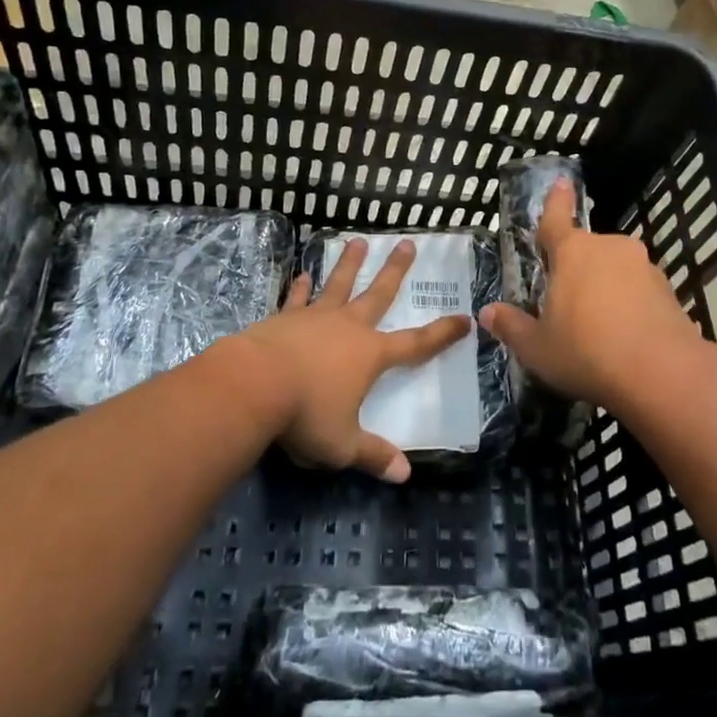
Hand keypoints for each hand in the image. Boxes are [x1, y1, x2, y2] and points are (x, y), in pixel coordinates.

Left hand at [234, 238, 470, 483]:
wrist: (253, 385)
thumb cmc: (305, 415)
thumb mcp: (343, 445)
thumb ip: (373, 455)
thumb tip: (404, 474)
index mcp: (370, 355)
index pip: (416, 344)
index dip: (442, 334)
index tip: (464, 319)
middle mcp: (348, 327)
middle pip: (378, 294)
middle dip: (395, 270)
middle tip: (407, 244)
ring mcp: (315, 318)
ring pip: (338, 284)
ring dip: (350, 264)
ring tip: (358, 241)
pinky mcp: (285, 317)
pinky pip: (298, 298)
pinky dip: (302, 287)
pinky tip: (303, 275)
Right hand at [479, 180, 707, 416]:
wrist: (663, 374)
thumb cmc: (587, 352)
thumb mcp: (537, 347)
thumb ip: (512, 327)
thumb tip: (488, 313)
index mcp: (572, 252)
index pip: (556, 219)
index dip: (556, 201)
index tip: (562, 182)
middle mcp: (609, 248)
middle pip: (586, 251)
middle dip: (575, 270)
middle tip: (565, 304)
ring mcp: (644, 267)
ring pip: (614, 270)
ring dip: (604, 288)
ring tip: (597, 328)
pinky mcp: (668, 290)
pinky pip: (638, 290)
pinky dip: (629, 304)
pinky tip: (624, 337)